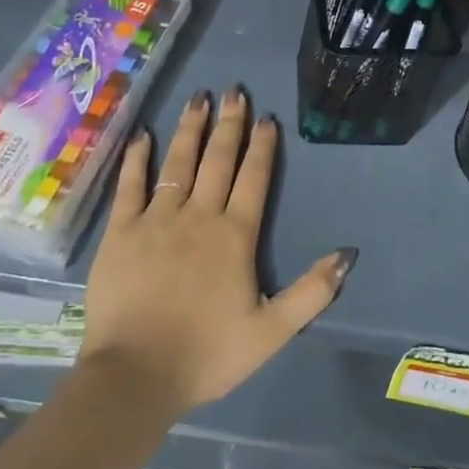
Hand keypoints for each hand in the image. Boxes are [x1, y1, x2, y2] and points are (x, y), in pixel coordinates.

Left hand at [79, 88, 356, 414]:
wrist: (135, 377)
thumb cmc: (207, 354)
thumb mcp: (272, 331)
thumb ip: (312, 292)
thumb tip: (347, 253)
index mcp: (235, 236)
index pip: (253, 178)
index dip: (262, 146)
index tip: (265, 118)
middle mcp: (199, 216)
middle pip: (218, 160)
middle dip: (229, 124)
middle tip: (234, 92)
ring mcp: (156, 220)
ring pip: (178, 163)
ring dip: (190, 129)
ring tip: (198, 98)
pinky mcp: (121, 232)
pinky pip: (131, 186)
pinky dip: (138, 158)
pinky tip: (144, 135)